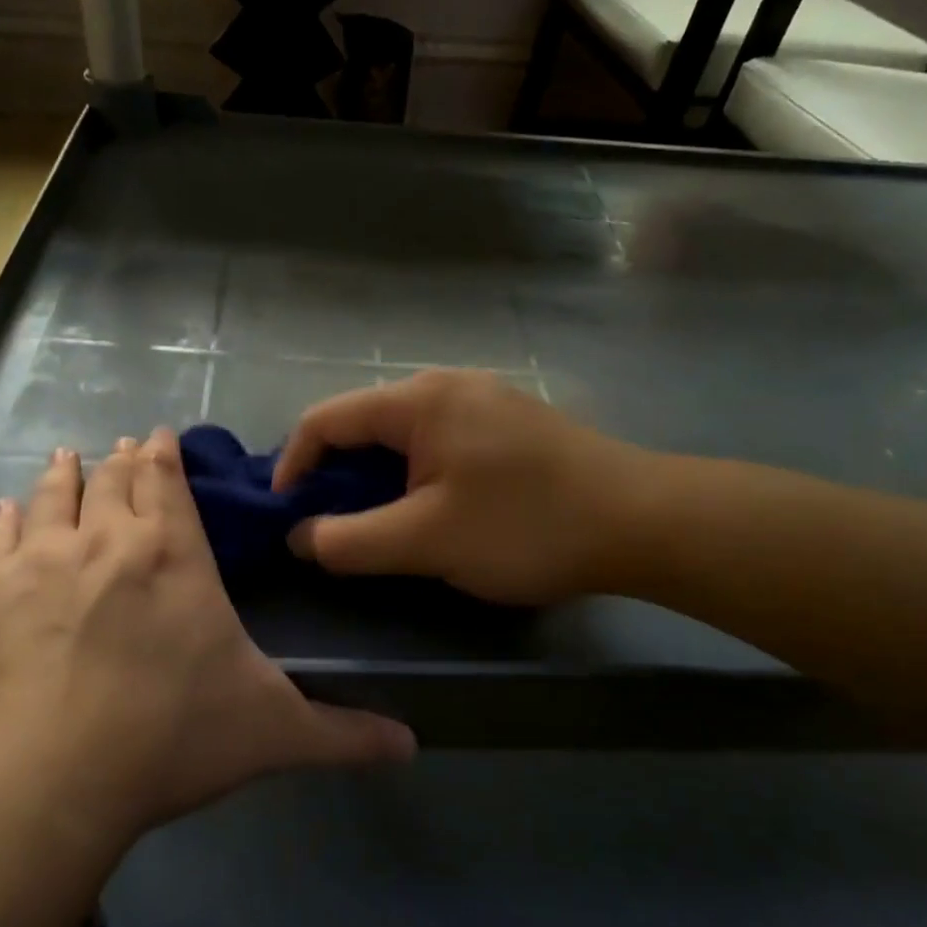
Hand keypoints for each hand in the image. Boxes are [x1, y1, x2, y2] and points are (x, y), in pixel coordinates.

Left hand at [0, 431, 416, 850]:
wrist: (40, 787)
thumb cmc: (168, 744)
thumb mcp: (272, 734)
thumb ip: (343, 734)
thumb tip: (413, 745)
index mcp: (173, 556)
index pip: (168, 482)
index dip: (164, 454)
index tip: (158, 436)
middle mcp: (104, 541)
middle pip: (112, 479)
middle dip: (121, 459)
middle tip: (122, 447)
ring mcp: (35, 563)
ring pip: (52, 495)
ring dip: (65, 473)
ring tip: (67, 457)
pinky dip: (8, 519)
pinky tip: (7, 512)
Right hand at [273, 370, 647, 605]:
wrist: (640, 520)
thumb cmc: (525, 526)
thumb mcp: (427, 541)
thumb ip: (351, 541)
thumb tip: (301, 535)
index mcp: (419, 400)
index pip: (326, 419)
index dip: (293, 465)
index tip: (286, 515)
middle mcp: (447, 384)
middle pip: (364, 424)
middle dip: (336, 475)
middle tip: (329, 526)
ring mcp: (483, 400)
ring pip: (404, 435)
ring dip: (377, 478)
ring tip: (376, 525)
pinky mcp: (509, 424)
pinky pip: (440, 442)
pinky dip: (415, 474)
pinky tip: (430, 510)